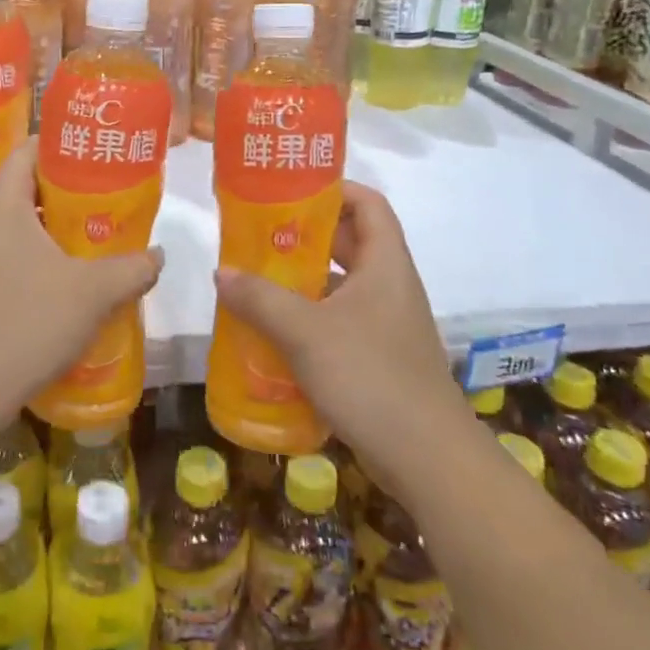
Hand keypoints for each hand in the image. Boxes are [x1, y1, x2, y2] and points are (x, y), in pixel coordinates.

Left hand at [0, 141, 163, 432]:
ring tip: (101, 237)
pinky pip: (14, 252)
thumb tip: (157, 256)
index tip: (103, 156)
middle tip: (113, 199)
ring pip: (24, 223)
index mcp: (2, 202)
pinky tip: (74, 279)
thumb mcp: (93, 292)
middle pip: (30, 185)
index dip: (67, 145)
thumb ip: (132, 267)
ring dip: (61, 227)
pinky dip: (44, 255)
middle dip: (73, 190)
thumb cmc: (28, 322)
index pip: (31, 148)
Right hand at [213, 181, 467, 491]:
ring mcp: (388, 326)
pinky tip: (274, 334)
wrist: (428, 459)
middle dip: (305, 237)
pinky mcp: (380, 360)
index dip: (334, 189)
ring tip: (256, 282)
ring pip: (342, 287)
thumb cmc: (370, 377)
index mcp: (385, 264)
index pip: (368, 204)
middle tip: (259, 237)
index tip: (290, 192)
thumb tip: (222, 272)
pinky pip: (340, 324)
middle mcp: (390, 287)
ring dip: (303, 283)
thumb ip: (260, 298)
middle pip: (350, 243)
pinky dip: (309, 320)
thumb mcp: (306, 332)